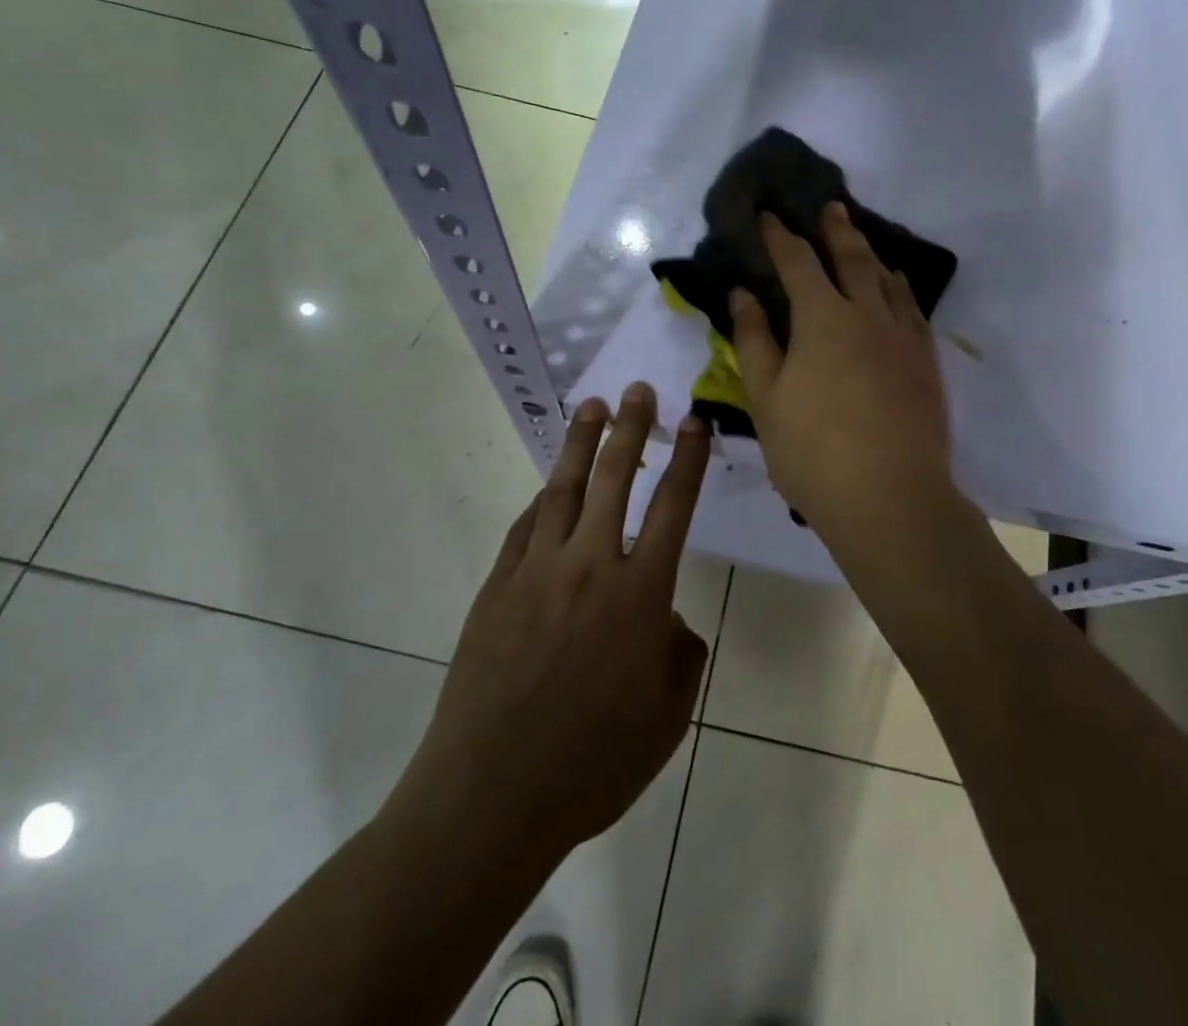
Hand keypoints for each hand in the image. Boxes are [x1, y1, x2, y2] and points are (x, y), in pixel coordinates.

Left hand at [385, 384, 711, 871]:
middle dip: (631, 428)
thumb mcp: (666, 719)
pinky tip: (548, 489)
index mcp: (641, 595)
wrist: (491, 797)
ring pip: (564, 489)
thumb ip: (681, 657)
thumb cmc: (593, 764)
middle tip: (638, 390)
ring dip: (581, 444)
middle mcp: (590, 567)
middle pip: (616, 478)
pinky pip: (524, 528)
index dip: (688, 461)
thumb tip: (669, 622)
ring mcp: (537, 572)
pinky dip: (542, 501)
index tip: (696, 422)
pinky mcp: (497, 587)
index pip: (673, 507)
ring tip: (592, 407)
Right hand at [732, 202, 959, 558]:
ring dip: (871, 254)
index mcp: (823, 319)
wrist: (891, 498)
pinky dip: (900, 289)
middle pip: (852, 259)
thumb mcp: (766, 398)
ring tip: (861, 240)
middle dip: (836, 230)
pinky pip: (913, 309)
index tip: (767, 215)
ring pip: (887, 280)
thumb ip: (754, 341)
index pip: (797, 263)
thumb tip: (743, 294)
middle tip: (830, 207)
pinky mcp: (926, 361)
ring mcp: (903, 336)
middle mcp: (867, 314)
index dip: (780, 237)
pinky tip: (897, 289)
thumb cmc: (814, 452)